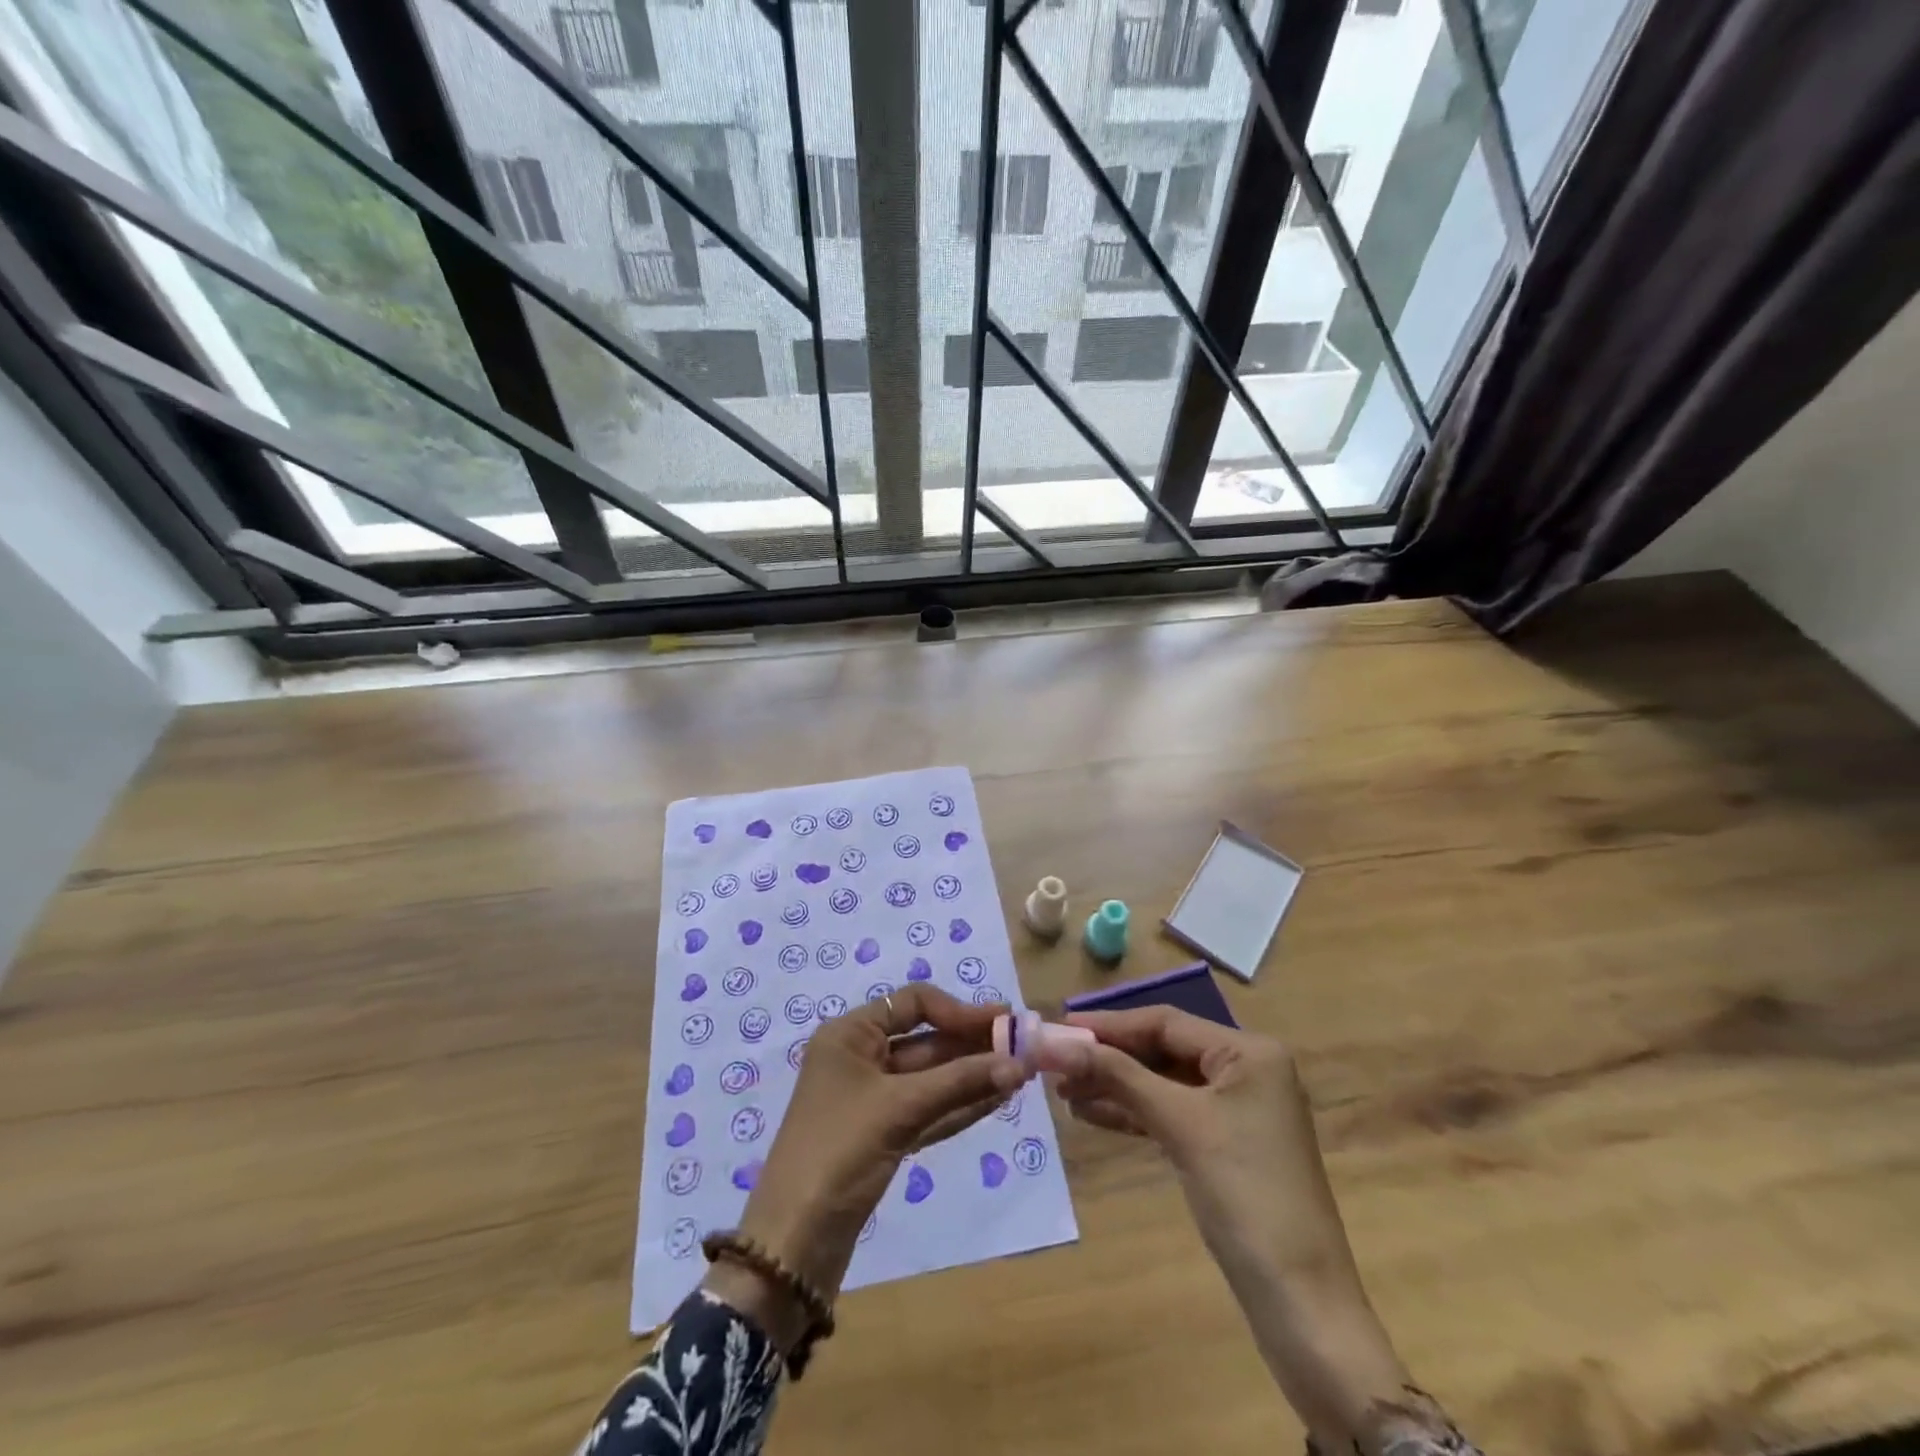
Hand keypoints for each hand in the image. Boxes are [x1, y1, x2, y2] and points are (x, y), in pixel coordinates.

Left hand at [707, 985, 1022, 1343]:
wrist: (793, 1243)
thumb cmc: (839, 1153)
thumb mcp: (899, 1108)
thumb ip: (959, 1082)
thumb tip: (1018, 1064)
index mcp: (850, 1035)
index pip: (913, 1004)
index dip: (958, 1010)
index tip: (1002, 1022)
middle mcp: (860, 1058)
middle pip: (925, 1040)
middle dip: (972, 1044)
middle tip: (1022, 1047)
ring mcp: (872, 1099)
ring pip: (931, 1078)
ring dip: (972, 1075)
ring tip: (1020, 1072)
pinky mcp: (883, 1136)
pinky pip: (929, 1109)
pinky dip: (959, 1104)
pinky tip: (996, 1099)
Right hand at [1054, 1008, 1407, 1442]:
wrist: (1301, 1303)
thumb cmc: (1245, 1196)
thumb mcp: (1180, 1125)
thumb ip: (1119, 1077)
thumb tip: (1058, 1042)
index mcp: (1250, 1052)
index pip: (1166, 1022)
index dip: (1110, 1025)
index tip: (1059, 1028)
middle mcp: (1247, 1070)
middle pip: (1164, 1050)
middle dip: (1110, 1057)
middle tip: (1057, 1064)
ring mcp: (1239, 1110)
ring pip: (1164, 1083)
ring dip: (1116, 1086)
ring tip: (1064, 1090)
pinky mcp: (1227, 1145)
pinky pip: (1173, 1113)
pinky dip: (1135, 1113)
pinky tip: (1093, 1114)